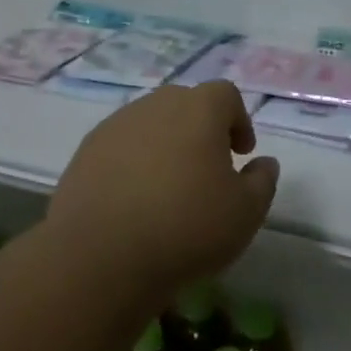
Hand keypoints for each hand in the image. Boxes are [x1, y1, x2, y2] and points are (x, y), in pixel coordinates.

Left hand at [48, 81, 277, 300]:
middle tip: (207, 169)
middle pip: (186, 104)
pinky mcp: (86, 150)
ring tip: (168, 187)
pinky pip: (120, 145)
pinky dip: (132, 162)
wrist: (100, 256)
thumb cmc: (186, 228)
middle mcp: (157, 104)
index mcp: (199, 109)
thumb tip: (264, 163)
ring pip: (151, 123)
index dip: (238, 120)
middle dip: (201, 129)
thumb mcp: (245, 213)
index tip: (240, 153)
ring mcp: (117, 124)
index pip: (226, 94)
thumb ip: (262, 182)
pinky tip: (133, 199)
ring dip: (165, 144)